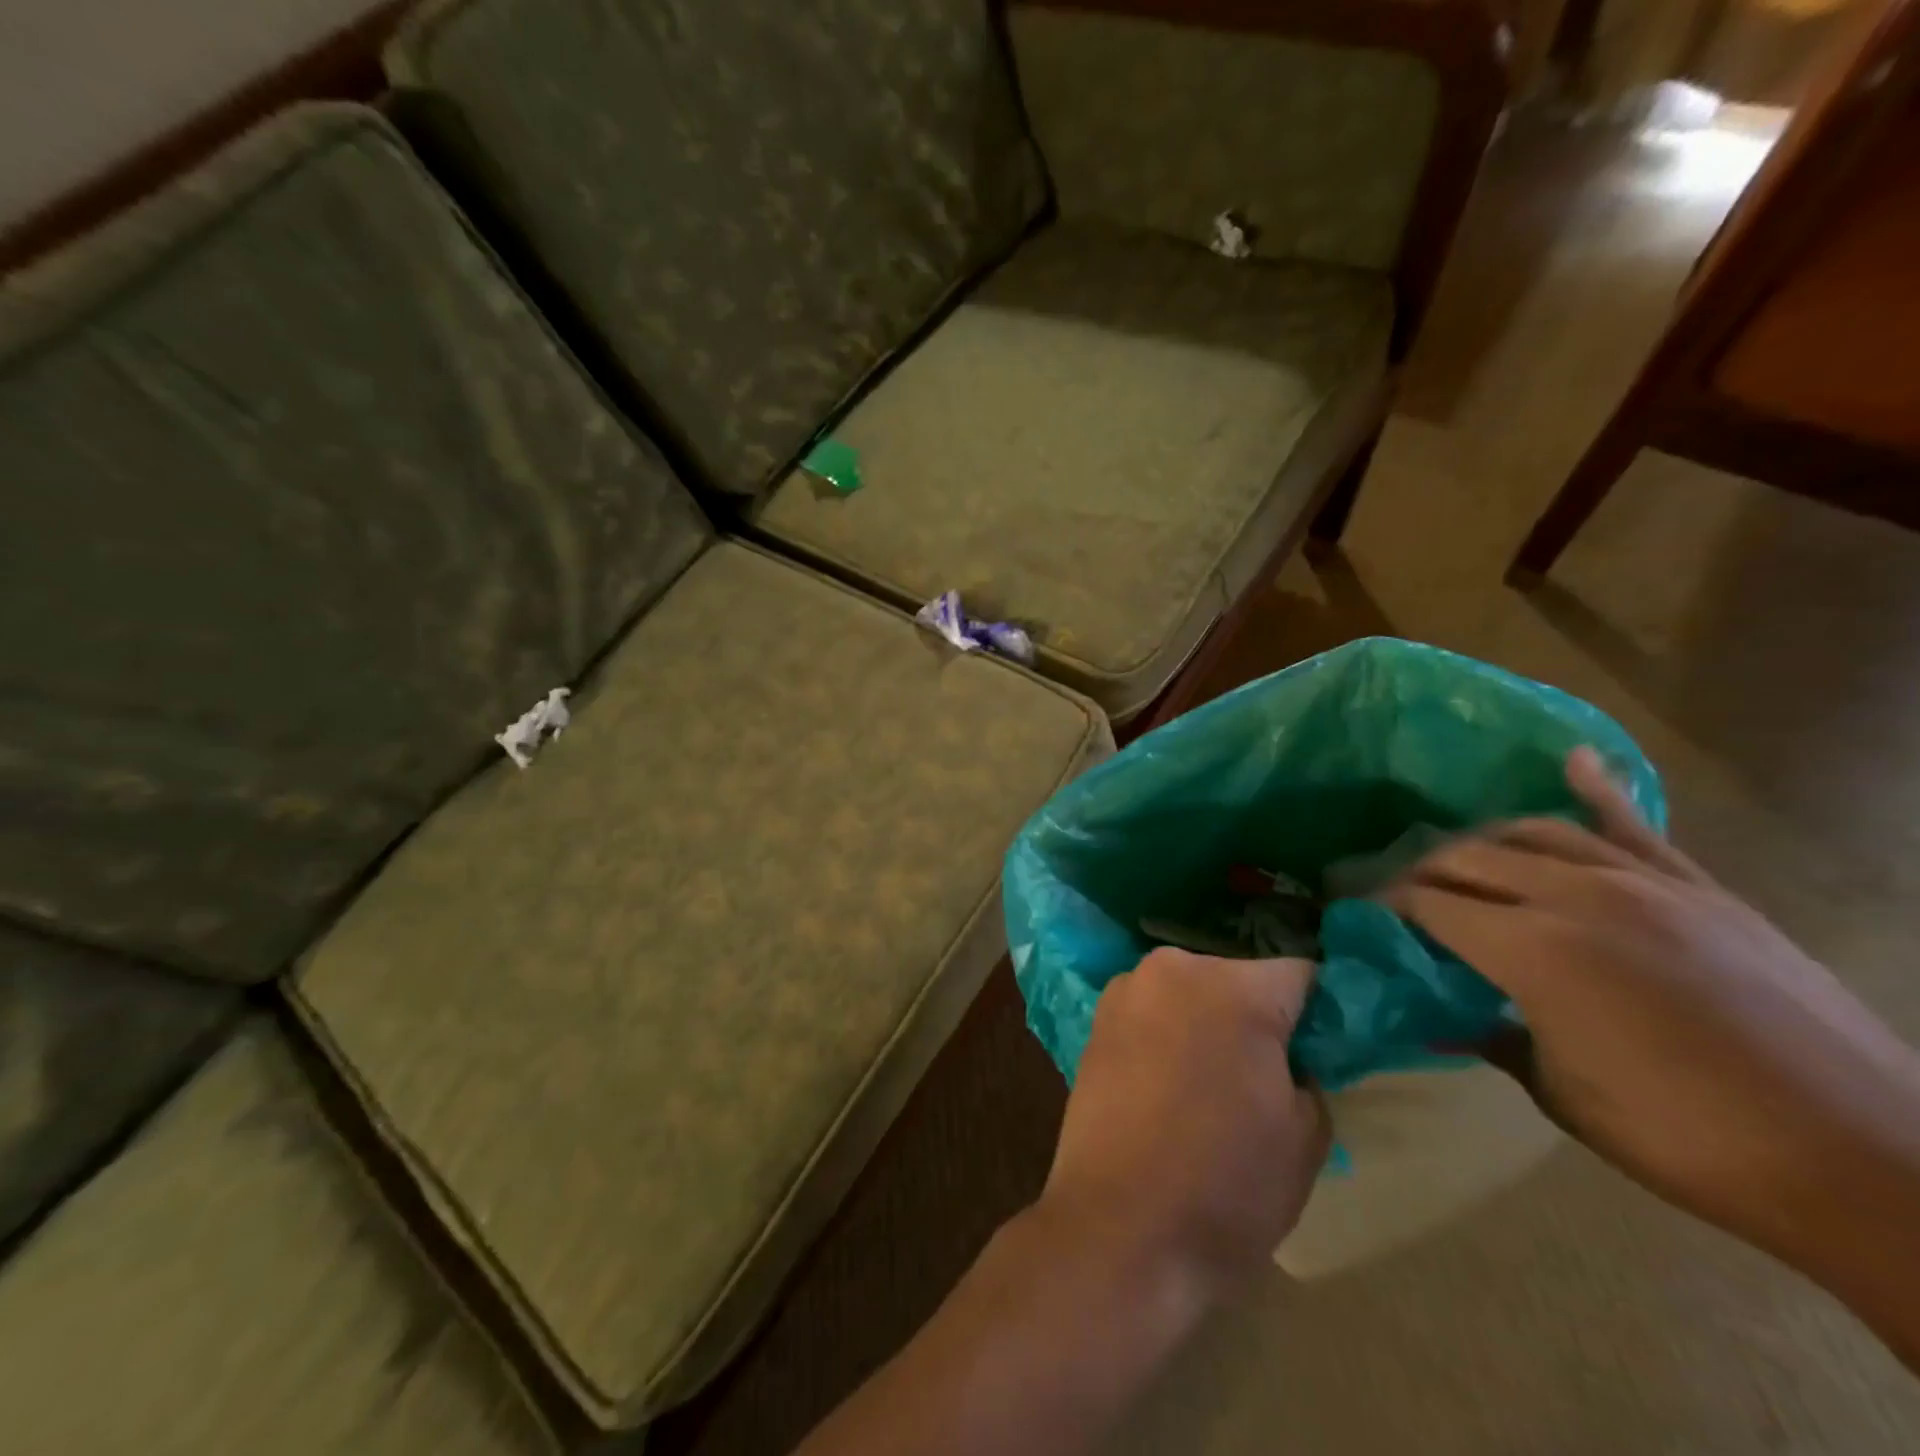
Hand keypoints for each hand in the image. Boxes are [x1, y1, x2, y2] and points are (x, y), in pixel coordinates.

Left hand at [1037, 949, 1328, 1305]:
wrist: (1119, 1228)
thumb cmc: (1227, 1186)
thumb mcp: (1305, 1137)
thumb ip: (1309, 1075)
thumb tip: (1290, 1059)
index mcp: (1235, 987)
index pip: (1300, 975)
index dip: (1318, 1012)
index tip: (1323, 1049)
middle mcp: (1175, 969)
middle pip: (1238, 979)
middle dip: (1258, 1016)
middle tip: (1267, 1074)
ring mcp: (1127, 990)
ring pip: (1190, 993)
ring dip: (1207, 1022)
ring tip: (1211, 1084)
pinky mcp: (1095, 1019)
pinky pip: (1151, 1013)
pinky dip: (1168, 1035)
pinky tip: (1169, 1086)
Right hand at [1384, 748, 1919, 1276]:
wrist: (1868, 1160)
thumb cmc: (1689, 1140)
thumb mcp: (1561, 1094)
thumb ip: (1487, 1033)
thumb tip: (1435, 1011)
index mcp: (1533, 951)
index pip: (1429, 904)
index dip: (1383, 904)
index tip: (1355, 911)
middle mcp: (1577, 896)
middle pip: (1468, 859)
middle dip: (1418, 873)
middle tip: (1395, 894)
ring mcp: (1645, 884)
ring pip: (1534, 832)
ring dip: (1482, 842)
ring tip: (1459, 861)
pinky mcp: (1700, 888)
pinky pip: (1636, 826)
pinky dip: (1598, 791)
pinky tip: (1571, 760)